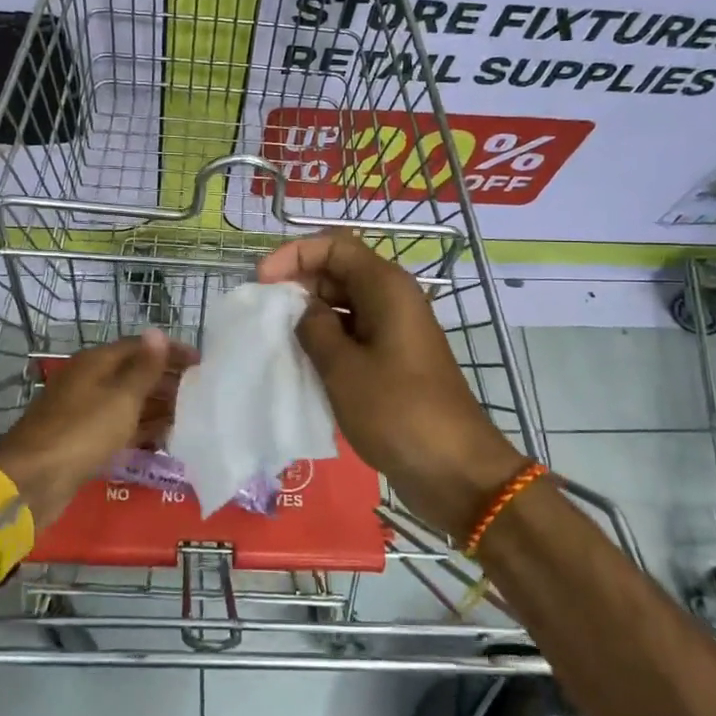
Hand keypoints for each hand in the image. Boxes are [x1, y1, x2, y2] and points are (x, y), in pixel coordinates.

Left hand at [0, 331, 191, 528]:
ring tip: (191, 415)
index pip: (140, 347)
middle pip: (134, 374)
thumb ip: (144, 367)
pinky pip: (120, 428)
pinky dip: (142, 430)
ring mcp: (86, 412)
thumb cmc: (82, 432)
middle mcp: (90, 381)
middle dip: (167, 381)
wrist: (33, 480)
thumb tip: (158, 332)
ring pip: (129, 402)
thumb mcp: (121, 397)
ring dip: (158, 407)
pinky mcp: (84, 440)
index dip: (170, 351)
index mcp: (96, 363)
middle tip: (202, 393)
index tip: (202, 362)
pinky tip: (165, 439)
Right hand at [259, 231, 527, 538]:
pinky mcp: (393, 362)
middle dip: (298, 284)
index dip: (295, 254)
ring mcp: (394, 332)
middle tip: (263, 313)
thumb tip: (303, 310)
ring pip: (343, 306)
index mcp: (386, 288)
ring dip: (309, 316)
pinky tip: (300, 363)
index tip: (262, 281)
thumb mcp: (343, 368)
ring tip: (274, 339)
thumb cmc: (397, 411)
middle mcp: (392, 301)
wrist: (453, 469)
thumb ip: (314, 329)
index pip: (335, 246)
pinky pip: (353, 336)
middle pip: (339, 272)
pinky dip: (326, 342)